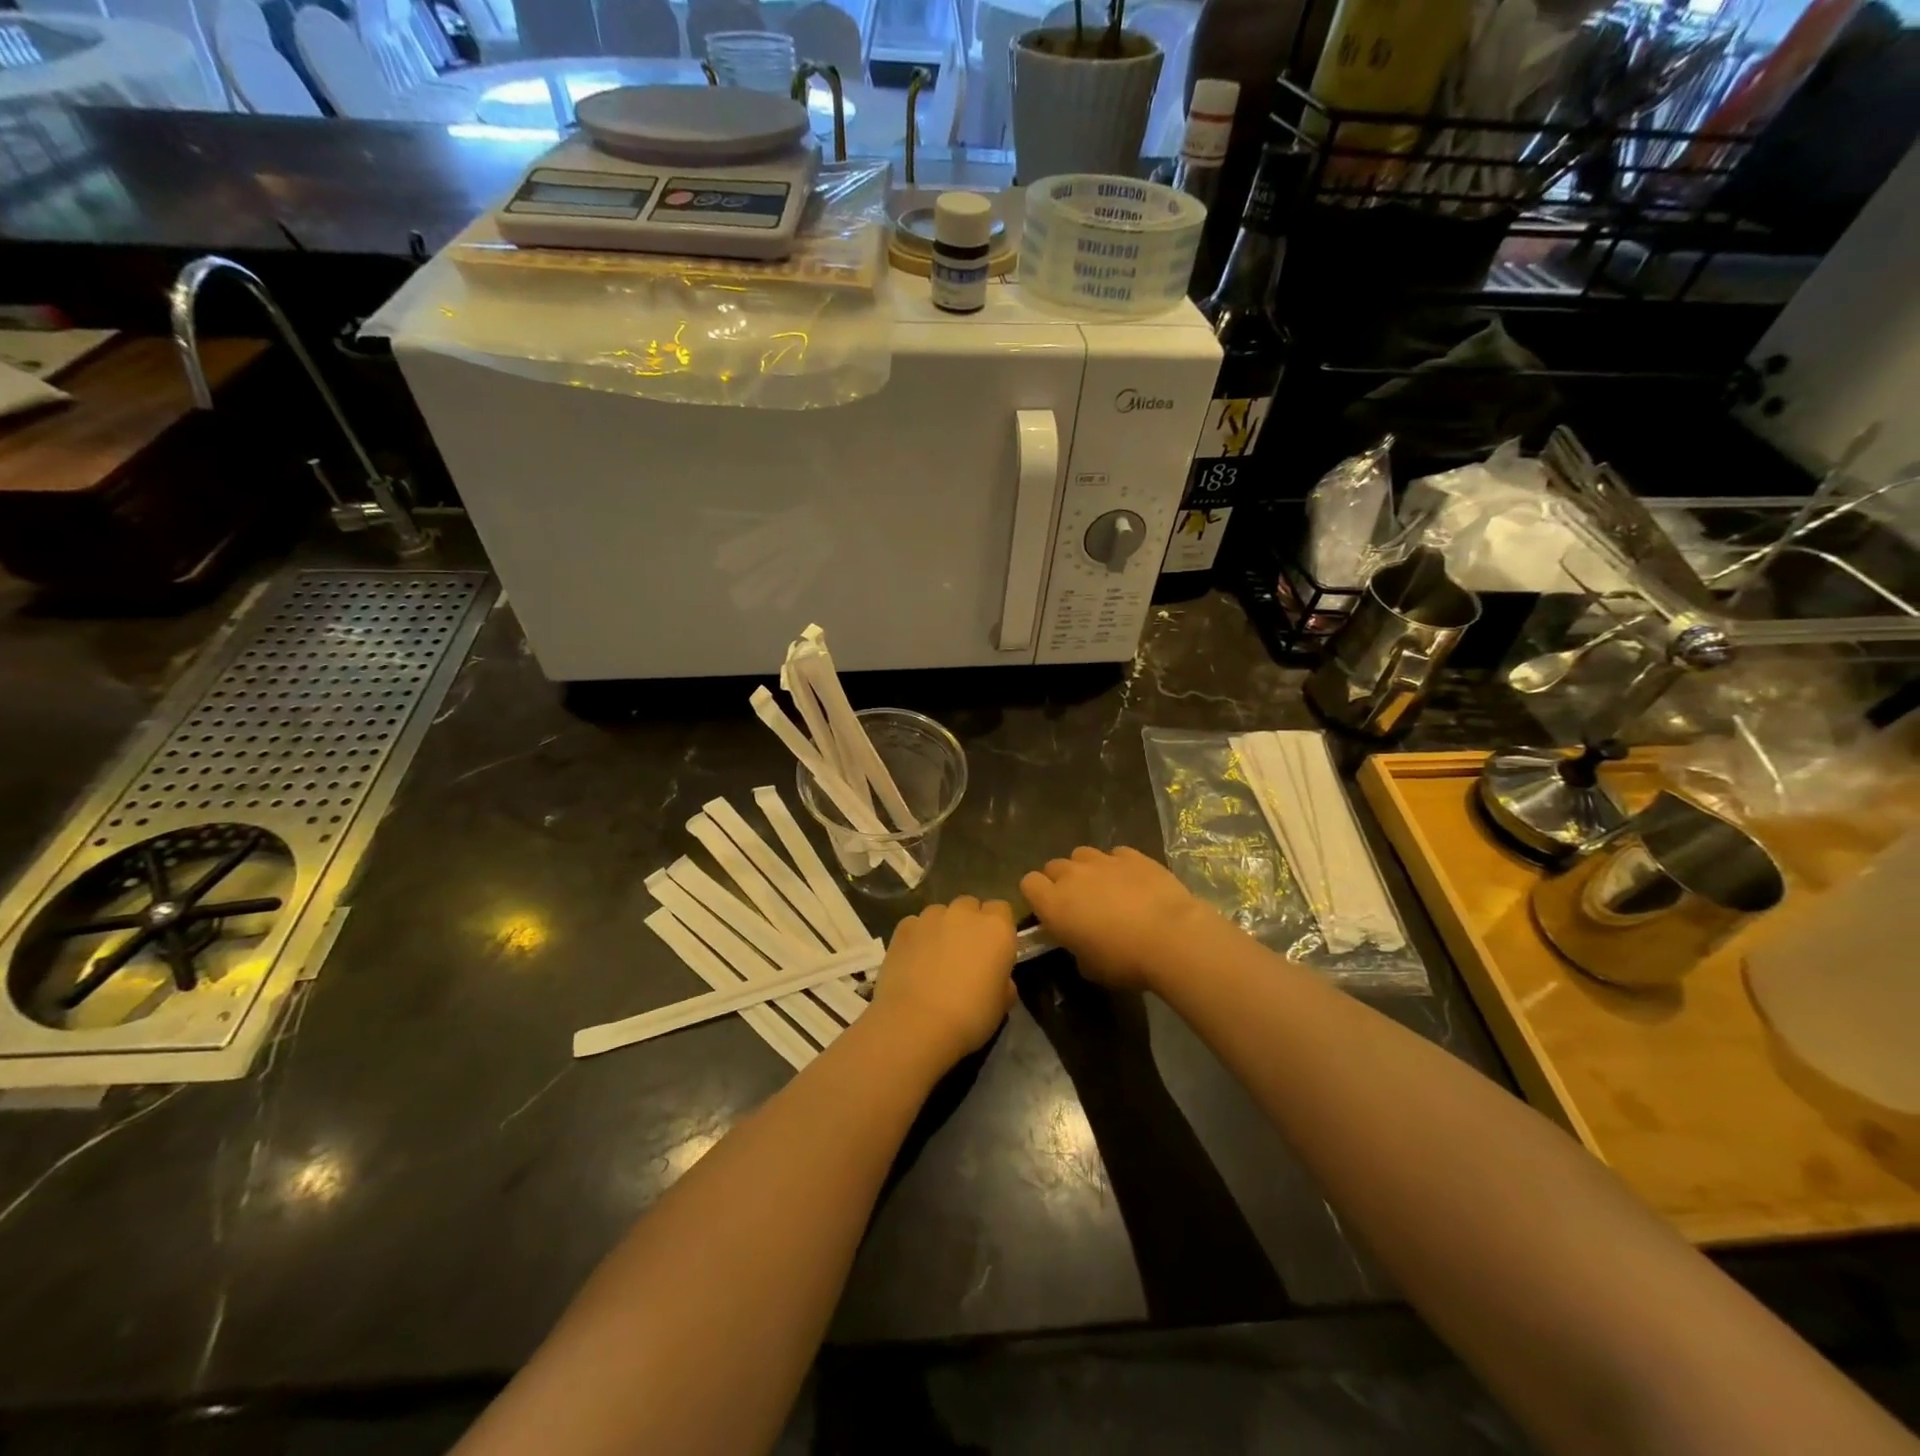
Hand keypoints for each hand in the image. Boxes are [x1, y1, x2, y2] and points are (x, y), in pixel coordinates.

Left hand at [868, 896, 1016, 1069]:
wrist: (917, 1023)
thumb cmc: (969, 1017)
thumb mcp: (1001, 1005)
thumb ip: (1003, 981)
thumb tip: (998, 979)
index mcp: (996, 928)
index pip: (1001, 910)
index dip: (997, 927)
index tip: (993, 949)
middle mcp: (965, 913)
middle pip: (970, 906)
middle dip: (969, 923)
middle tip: (965, 953)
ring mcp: (931, 917)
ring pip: (941, 913)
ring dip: (942, 928)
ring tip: (934, 958)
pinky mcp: (903, 927)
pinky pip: (916, 925)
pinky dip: (917, 937)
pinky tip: (912, 961)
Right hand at [1020, 846, 1217, 991]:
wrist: (1172, 937)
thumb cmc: (1124, 961)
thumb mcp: (1089, 967)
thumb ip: (1074, 947)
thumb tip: (1079, 941)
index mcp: (1053, 903)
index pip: (1028, 883)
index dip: (1037, 896)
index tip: (1050, 912)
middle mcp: (1072, 875)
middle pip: (1053, 866)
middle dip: (1061, 881)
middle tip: (1078, 903)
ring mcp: (1103, 860)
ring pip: (1082, 855)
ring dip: (1086, 869)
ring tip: (1105, 888)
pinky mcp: (1132, 855)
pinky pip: (1114, 854)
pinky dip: (1118, 865)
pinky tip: (1132, 882)